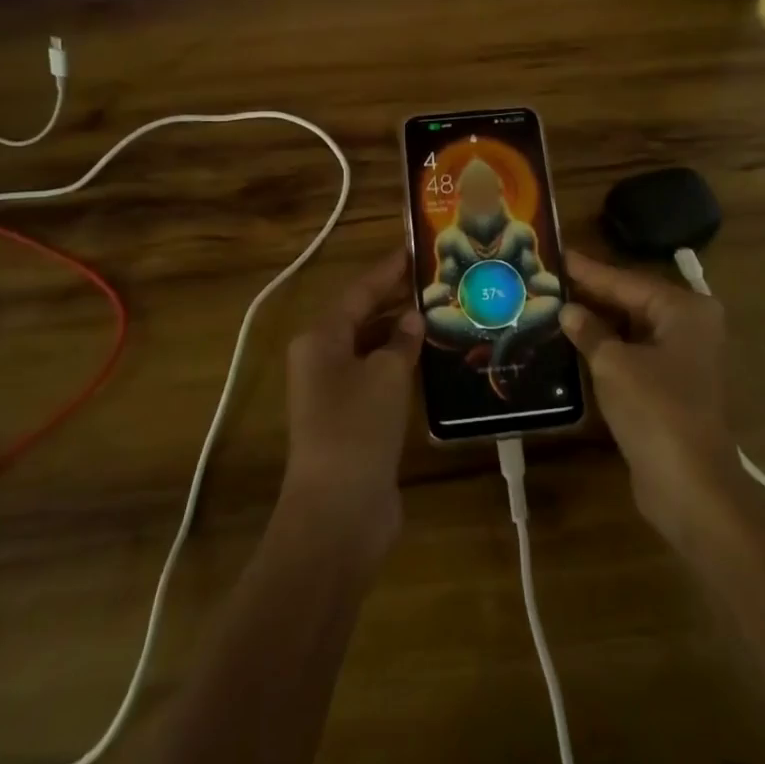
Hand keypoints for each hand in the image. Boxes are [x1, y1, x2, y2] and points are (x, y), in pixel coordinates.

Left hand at [281, 249, 421, 560]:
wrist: (338, 514)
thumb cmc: (357, 428)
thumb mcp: (386, 374)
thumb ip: (401, 340)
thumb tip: (413, 318)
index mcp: (321, 339)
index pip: (359, 291)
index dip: (388, 270)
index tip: (416, 249)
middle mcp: (322, 360)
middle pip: (363, 317)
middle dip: (397, 300)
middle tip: (439, 280)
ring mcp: (336, 392)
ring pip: (372, 349)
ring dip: (402, 334)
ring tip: (444, 313)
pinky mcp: (353, 420)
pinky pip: (378, 378)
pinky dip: (402, 365)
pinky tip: (433, 360)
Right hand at [560, 251, 742, 548]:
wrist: (690, 487)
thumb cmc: (655, 410)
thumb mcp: (613, 363)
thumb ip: (589, 331)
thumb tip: (568, 311)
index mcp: (685, 310)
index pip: (627, 281)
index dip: (589, 270)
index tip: (557, 253)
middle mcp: (690, 327)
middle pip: (631, 302)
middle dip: (591, 295)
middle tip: (548, 279)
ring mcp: (683, 359)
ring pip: (631, 329)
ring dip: (596, 323)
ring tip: (553, 306)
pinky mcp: (671, 387)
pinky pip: (634, 354)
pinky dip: (607, 349)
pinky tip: (573, 343)